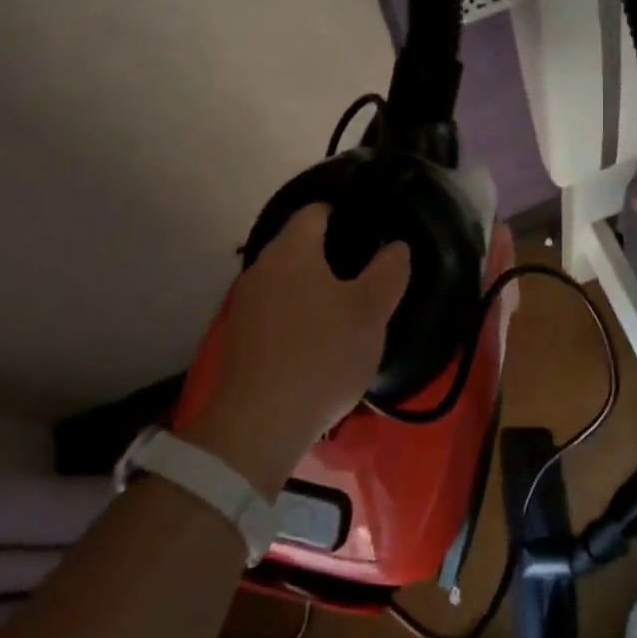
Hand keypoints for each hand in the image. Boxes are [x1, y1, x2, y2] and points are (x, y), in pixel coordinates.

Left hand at [180, 205, 409, 494]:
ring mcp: (246, 305)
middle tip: (370, 272)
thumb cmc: (321, 354)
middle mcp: (261, 269)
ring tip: (350, 309)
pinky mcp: (240, 340)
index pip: (316, 211)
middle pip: (300, 246)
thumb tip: (395, 246)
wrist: (257, 425)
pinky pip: (277, 312)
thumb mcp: (371, 311)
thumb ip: (388, 271)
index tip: (373, 230)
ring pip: (288, 281)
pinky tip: (321, 341)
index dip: (345, 214)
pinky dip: (300, 316)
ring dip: (316, 288)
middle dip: (333, 254)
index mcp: (291, 251)